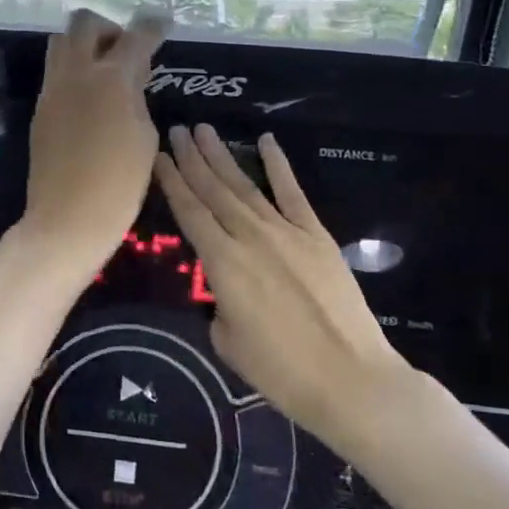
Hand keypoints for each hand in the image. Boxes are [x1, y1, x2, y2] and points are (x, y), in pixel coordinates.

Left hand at [20, 9, 168, 283]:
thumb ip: (136, 96)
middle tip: (126, 53)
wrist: (67, 219)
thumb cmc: (120, 183)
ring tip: (106, 75)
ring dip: (85, 46)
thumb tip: (129, 79)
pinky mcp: (40, 109)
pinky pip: (56, 72)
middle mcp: (75, 74)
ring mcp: (52, 90)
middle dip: (109, 28)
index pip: (135, 36)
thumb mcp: (144, 136)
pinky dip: (74, 71)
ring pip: (61, 42)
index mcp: (110, 78)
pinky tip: (90, 99)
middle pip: (84, 23)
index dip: (152, 26)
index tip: (162, 21)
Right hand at [154, 124, 415, 454]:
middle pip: (213, 190)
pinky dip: (278, 165)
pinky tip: (266, 141)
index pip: (189, 212)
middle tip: (175, 130)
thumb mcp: (228, 341)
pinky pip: (293, 193)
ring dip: (222, 156)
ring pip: (245, 186)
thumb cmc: (281, 371)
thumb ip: (219, 305)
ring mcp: (286, 232)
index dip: (171, 181)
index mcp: (223, 263)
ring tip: (204, 129)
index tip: (157, 155)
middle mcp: (250, 237)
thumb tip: (225, 291)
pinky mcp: (317, 236)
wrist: (350, 379)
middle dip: (191, 158)